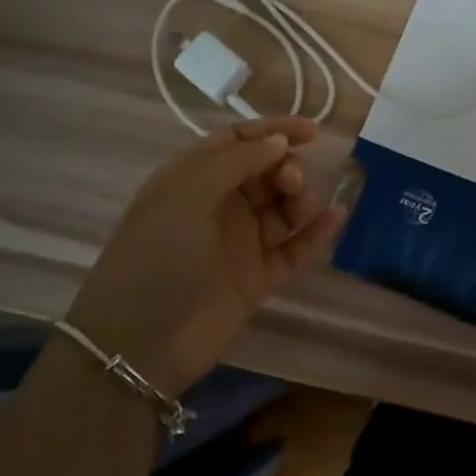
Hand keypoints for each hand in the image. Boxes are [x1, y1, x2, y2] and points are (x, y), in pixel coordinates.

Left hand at [66, 118, 344, 395]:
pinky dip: (316, 233)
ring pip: (283, 207)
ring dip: (301, 200)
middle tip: (292, 184)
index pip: (238, 141)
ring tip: (302, 209)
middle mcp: (218, 204)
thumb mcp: (188, 195)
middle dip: (287, 168)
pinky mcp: (258, 276)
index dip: (274, 131)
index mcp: (193, 178)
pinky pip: (294, 248)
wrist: (140, 344)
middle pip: (266, 171)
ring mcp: (239, 242)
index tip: (311, 132)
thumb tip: (279, 141)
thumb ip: (236, 161)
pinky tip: (335, 219)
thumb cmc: (158, 256)